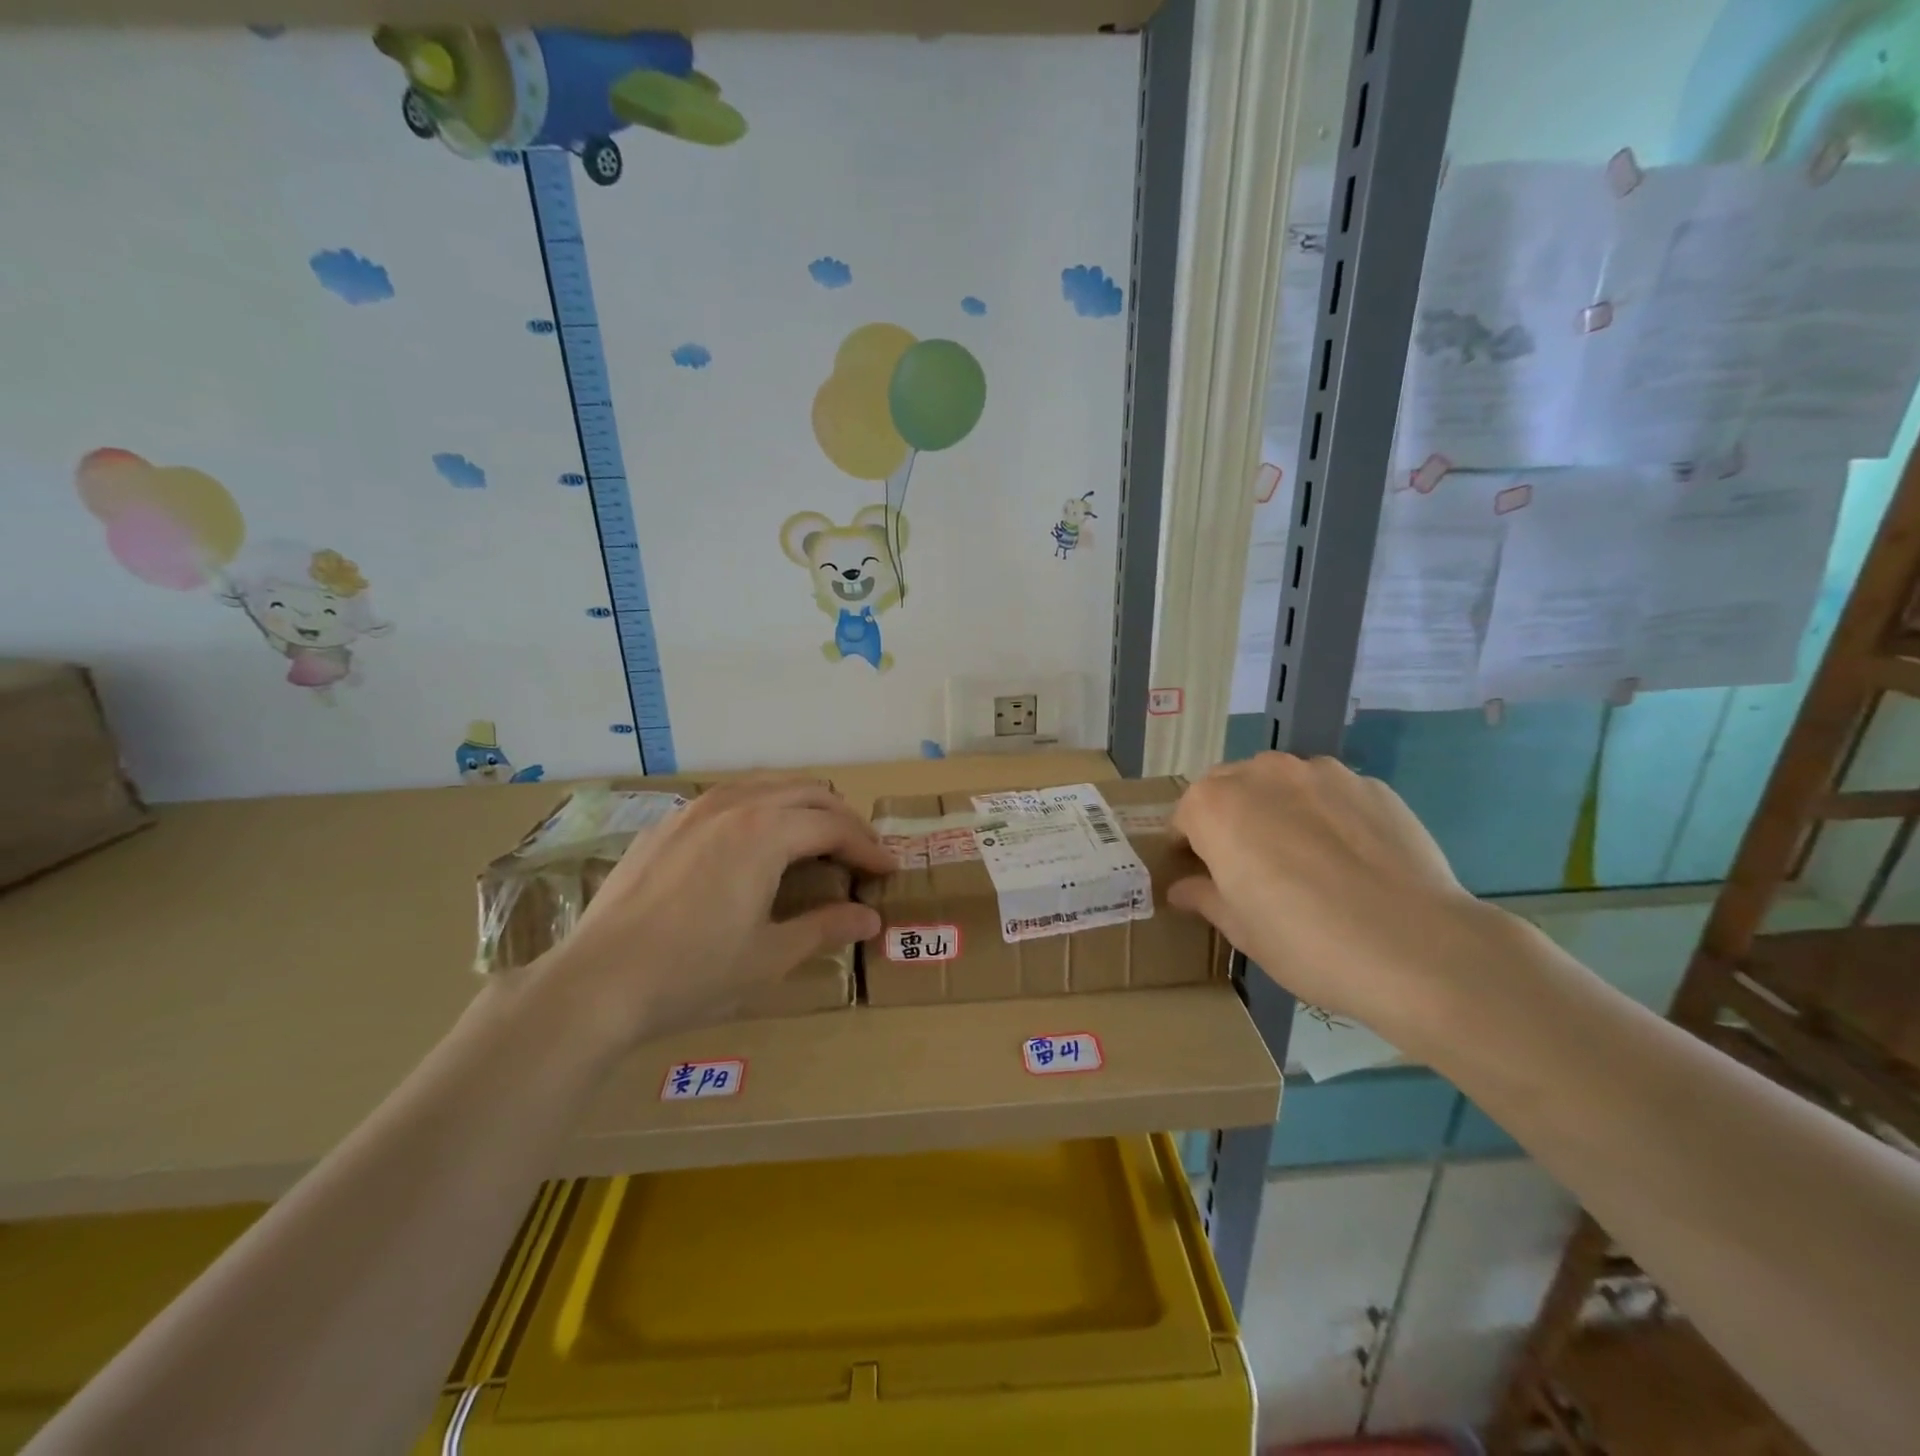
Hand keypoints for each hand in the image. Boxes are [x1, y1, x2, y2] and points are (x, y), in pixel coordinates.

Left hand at [536, 778, 892, 1049]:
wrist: (595, 984)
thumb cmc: (693, 973)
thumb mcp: (770, 956)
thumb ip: (826, 928)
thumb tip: (870, 919)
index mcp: (765, 832)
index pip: (834, 826)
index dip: (868, 847)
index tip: (889, 869)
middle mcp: (733, 805)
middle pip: (806, 793)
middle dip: (842, 819)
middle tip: (862, 852)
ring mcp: (693, 810)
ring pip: (765, 785)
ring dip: (801, 806)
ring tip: (816, 838)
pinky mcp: (664, 826)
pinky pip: (728, 798)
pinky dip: (760, 809)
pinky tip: (754, 843)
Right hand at [1169, 752, 1509, 1058]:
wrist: (1418, 947)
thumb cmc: (1305, 941)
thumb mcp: (1241, 929)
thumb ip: (1205, 897)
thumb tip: (1184, 888)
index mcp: (1215, 805)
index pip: (1185, 817)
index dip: (1190, 848)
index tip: (1204, 878)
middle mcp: (1262, 773)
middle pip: (1231, 789)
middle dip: (1231, 821)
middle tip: (1252, 869)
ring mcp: (1321, 773)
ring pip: (1282, 786)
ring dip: (1278, 811)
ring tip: (1306, 861)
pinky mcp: (1372, 785)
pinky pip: (1332, 796)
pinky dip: (1328, 816)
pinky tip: (1351, 861)